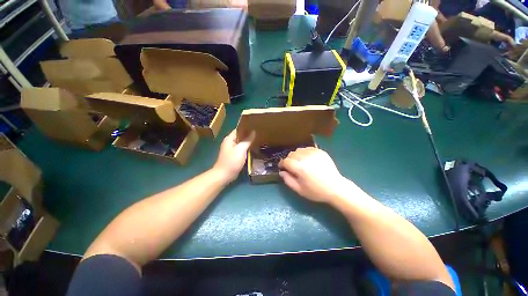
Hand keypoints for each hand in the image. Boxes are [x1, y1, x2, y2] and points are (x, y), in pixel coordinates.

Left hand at [213, 129, 254, 182]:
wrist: (224, 175)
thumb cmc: (232, 161)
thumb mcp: (240, 150)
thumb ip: (247, 140)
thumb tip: (253, 132)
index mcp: (229, 139)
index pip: (238, 129)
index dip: (246, 127)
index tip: (255, 126)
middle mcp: (229, 142)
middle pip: (240, 136)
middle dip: (248, 134)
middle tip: (259, 133)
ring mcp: (231, 149)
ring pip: (241, 143)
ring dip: (248, 141)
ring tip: (258, 139)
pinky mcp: (233, 156)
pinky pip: (241, 149)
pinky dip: (246, 148)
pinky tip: (253, 148)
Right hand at [279, 147, 349, 202]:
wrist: (336, 187)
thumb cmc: (316, 191)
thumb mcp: (299, 190)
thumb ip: (288, 180)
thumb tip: (281, 172)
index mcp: (300, 167)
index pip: (285, 161)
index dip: (282, 164)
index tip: (282, 168)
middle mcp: (306, 157)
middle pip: (291, 154)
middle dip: (289, 160)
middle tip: (292, 167)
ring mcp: (314, 153)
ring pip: (299, 150)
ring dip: (296, 156)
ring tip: (300, 163)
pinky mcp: (320, 151)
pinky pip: (307, 148)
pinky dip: (304, 153)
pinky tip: (308, 160)